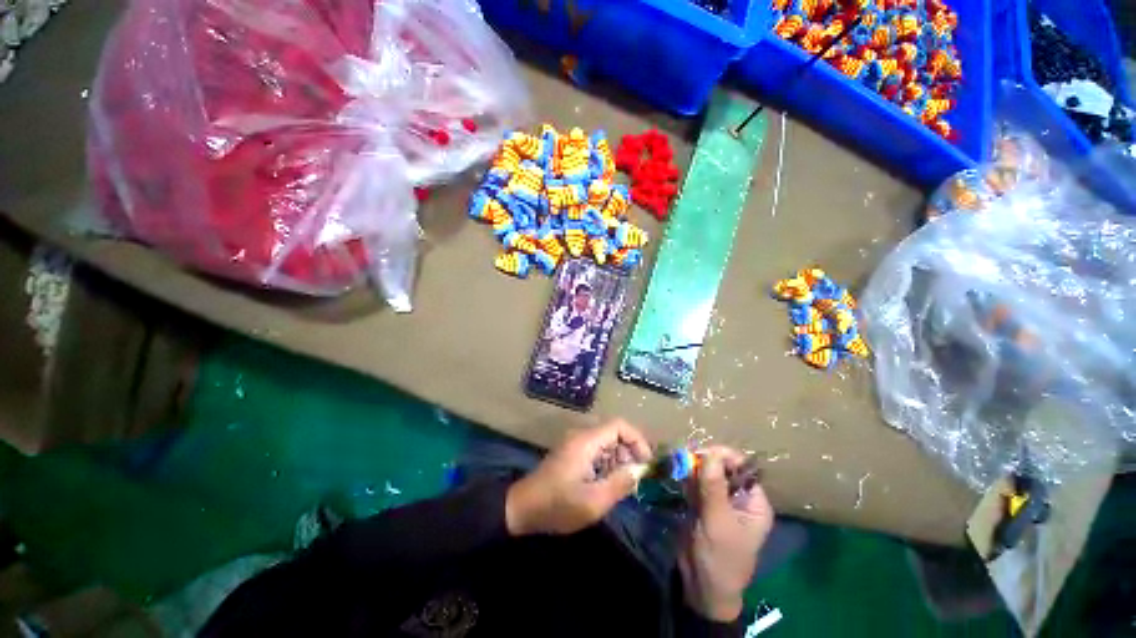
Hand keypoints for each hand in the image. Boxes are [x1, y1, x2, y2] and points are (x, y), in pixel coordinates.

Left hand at [506, 419, 650, 535]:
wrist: (523, 507)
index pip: (619, 425)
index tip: (646, 462)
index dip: (637, 439)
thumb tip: (639, 471)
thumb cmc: (558, 505)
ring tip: (622, 484)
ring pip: (606, 442)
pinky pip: (596, 450)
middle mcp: (581, 436)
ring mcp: (575, 444)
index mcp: (587, 441)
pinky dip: (607, 463)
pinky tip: (607, 483)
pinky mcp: (572, 453)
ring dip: (619, 459)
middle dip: (629, 452)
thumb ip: (619, 484)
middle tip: (635, 478)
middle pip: (614, 432)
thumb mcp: (593, 502)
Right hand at [678, 447, 773, 622]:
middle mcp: (738, 498)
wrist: (702, 587)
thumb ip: (714, 487)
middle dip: (704, 462)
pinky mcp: (702, 505)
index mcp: (753, 502)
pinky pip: (695, 484)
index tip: (701, 453)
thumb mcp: (718, 522)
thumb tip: (711, 453)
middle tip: (685, 459)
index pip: (742, 468)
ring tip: (679, 467)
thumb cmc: (720, 558)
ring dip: (692, 469)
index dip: (723, 457)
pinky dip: (686, 479)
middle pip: (722, 468)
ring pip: (706, 474)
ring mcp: (719, 501)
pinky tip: (678, 477)